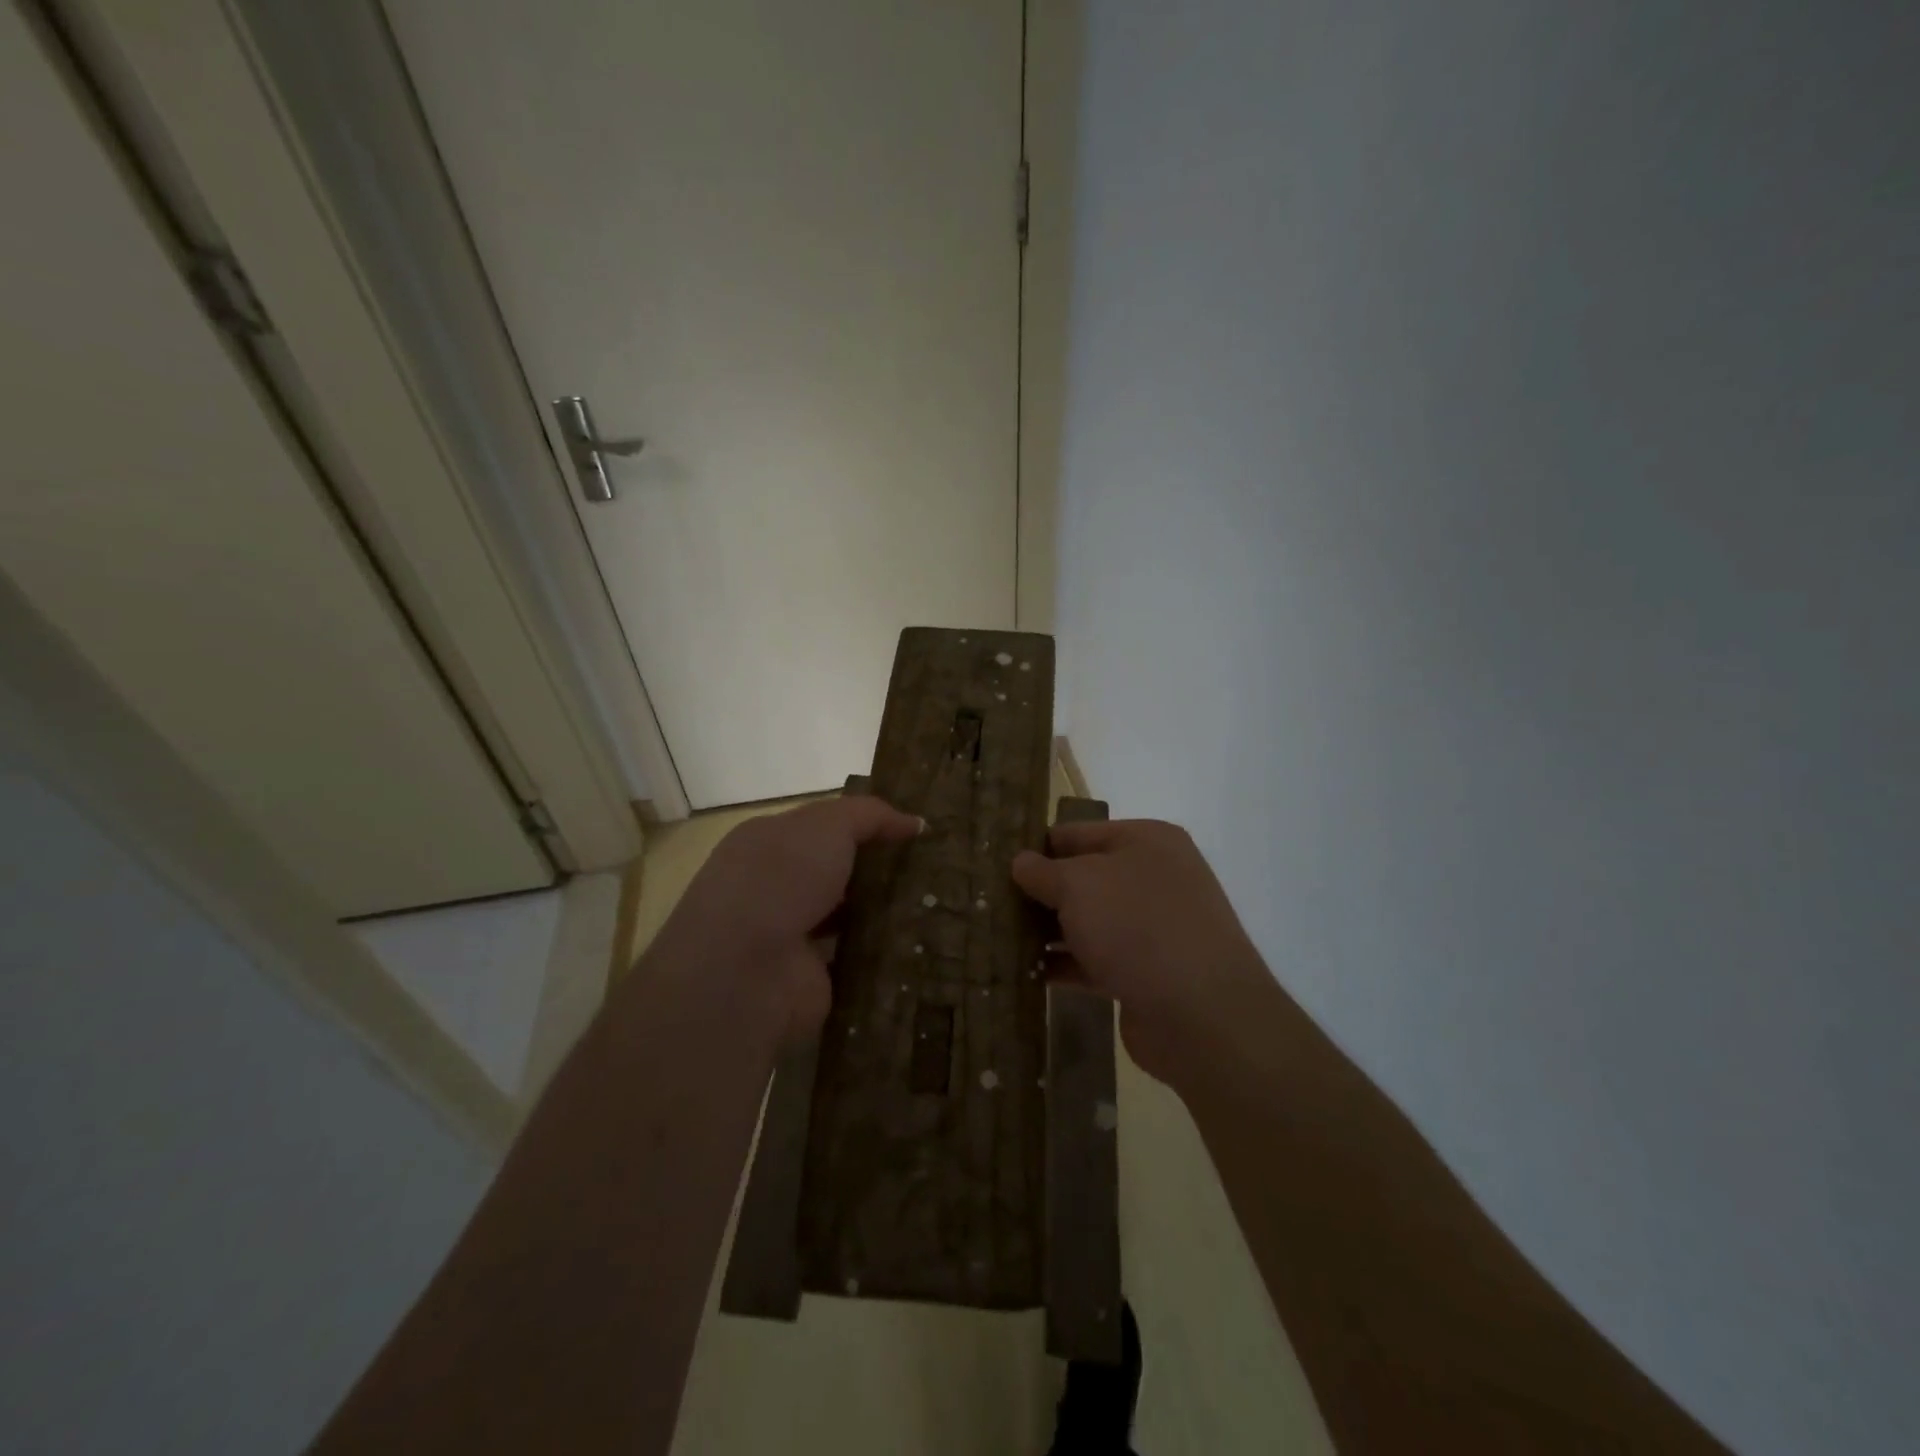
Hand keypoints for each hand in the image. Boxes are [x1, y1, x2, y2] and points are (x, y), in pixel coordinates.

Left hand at [646, 796, 922, 1046]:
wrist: (743, 971)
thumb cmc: (779, 879)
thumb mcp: (826, 826)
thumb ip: (870, 816)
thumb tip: (916, 822)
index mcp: (767, 843)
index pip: (822, 827)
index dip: (866, 825)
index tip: (914, 830)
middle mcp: (774, 887)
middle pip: (837, 872)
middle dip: (880, 870)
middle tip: (936, 868)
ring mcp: (790, 936)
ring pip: (848, 916)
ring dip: (884, 913)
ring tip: (938, 905)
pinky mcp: (810, 979)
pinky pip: (855, 959)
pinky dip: (881, 954)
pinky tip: (922, 944)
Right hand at [1011, 819, 1268, 1087]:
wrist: (1202, 1014)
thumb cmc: (1137, 926)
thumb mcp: (1079, 885)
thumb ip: (1043, 871)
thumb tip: (1021, 862)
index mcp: (1147, 841)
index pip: (1078, 832)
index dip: (1038, 846)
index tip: (997, 862)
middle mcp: (1155, 877)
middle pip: (1084, 877)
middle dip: (1041, 892)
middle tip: (991, 902)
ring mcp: (1155, 927)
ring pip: (1089, 920)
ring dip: (1049, 931)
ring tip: (999, 938)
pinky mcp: (1148, 972)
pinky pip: (1097, 959)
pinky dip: (1066, 964)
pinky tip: (1027, 973)